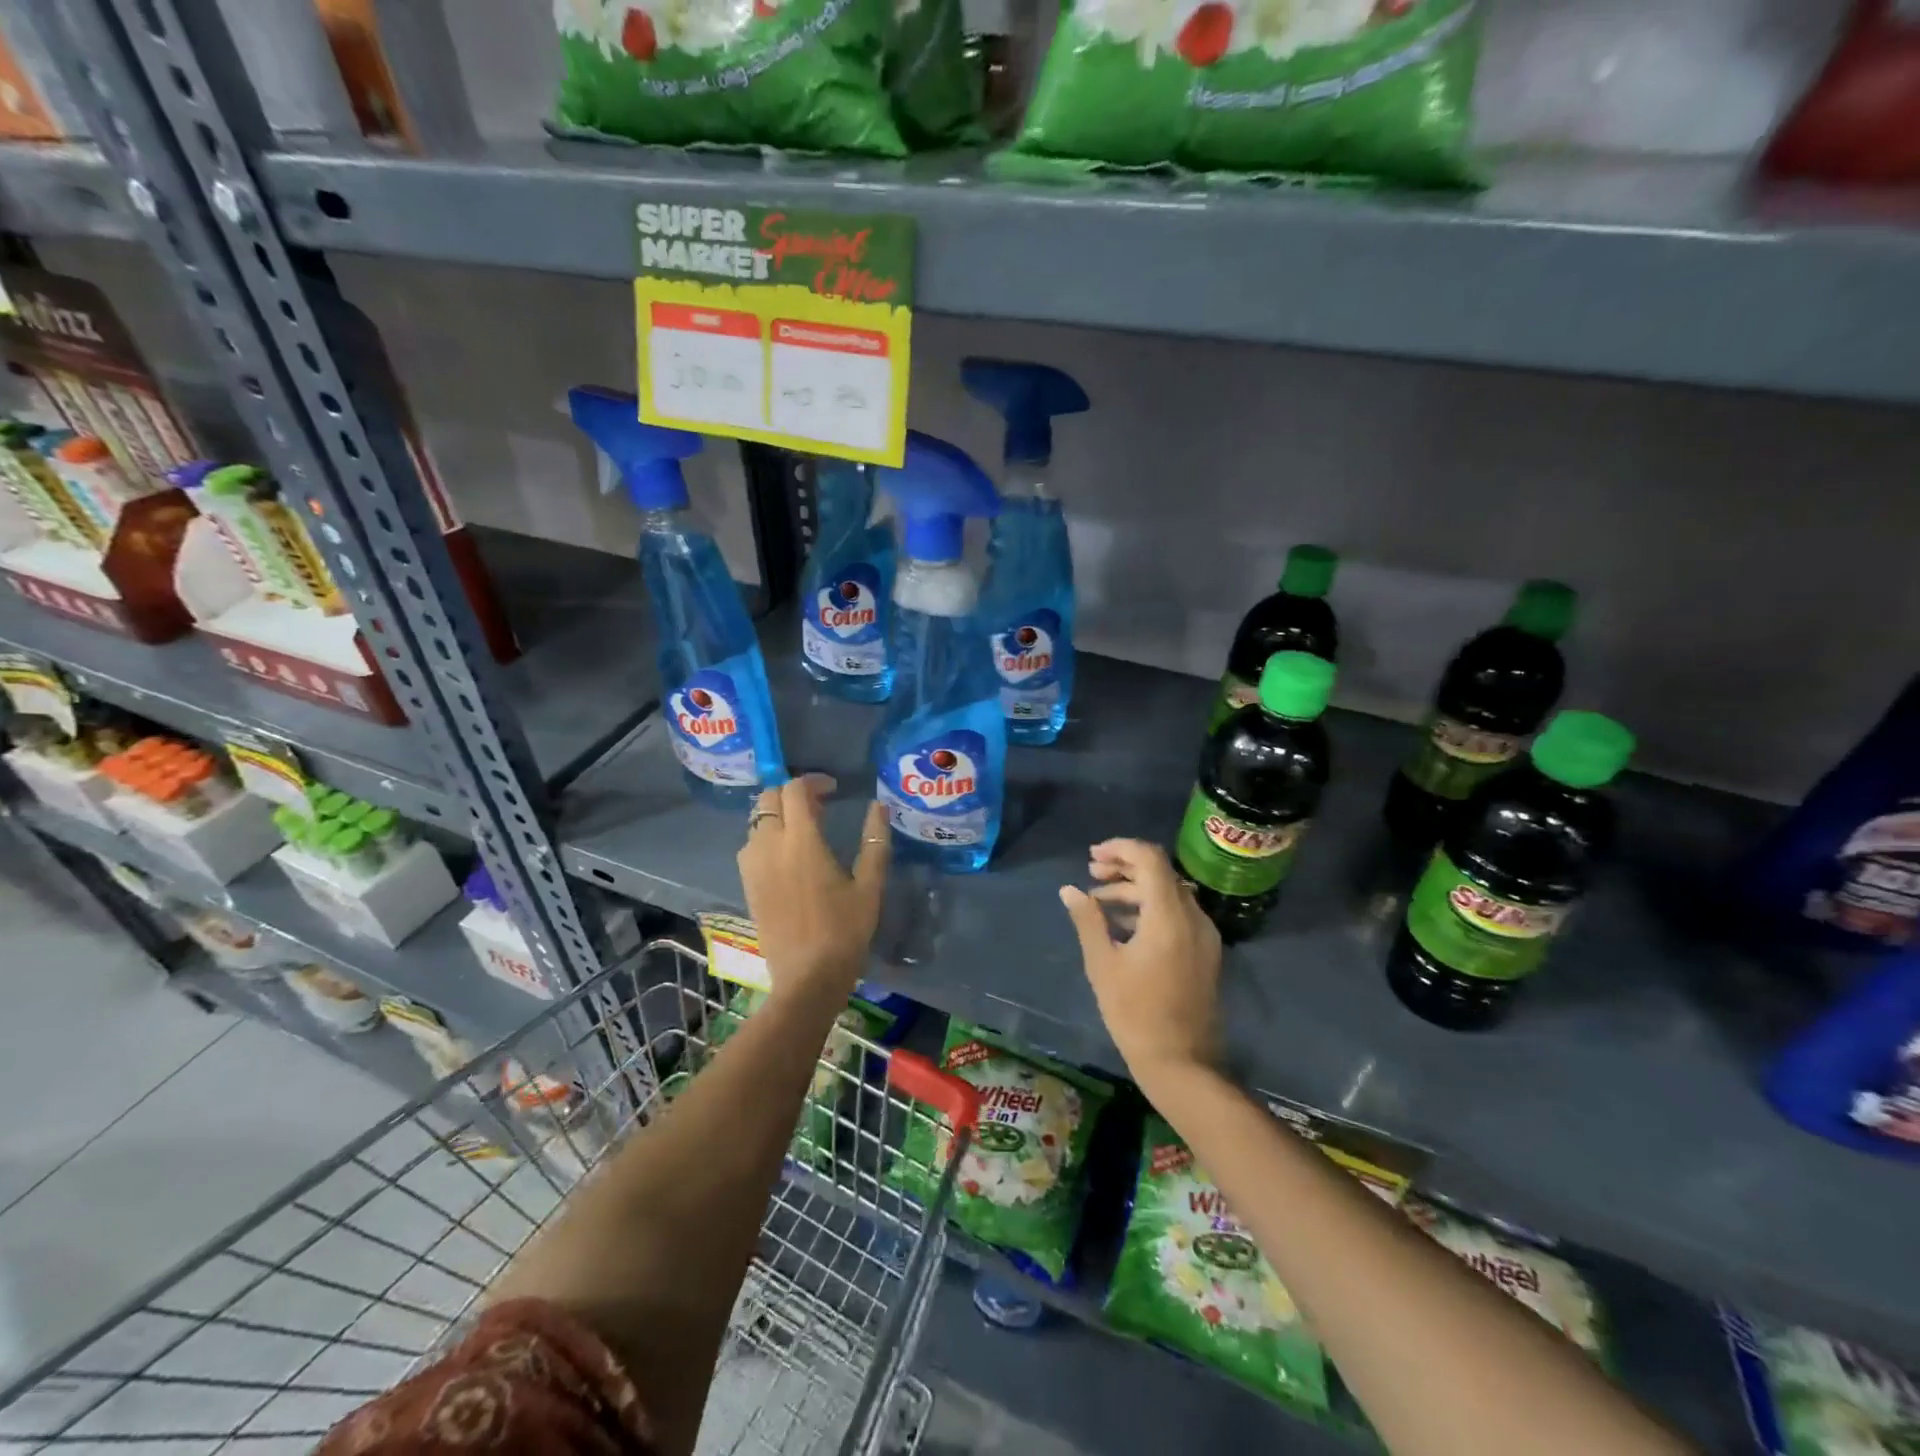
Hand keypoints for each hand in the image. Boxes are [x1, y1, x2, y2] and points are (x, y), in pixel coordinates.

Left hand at [738, 775, 889, 1004]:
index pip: (795, 790)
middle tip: (820, 806)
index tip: (834, 789)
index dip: (813, 781)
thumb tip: (879, 807)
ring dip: (778, 814)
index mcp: (801, 841)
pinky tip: (788, 855)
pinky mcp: (747, 885)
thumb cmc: (844, 931)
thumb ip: (875, 841)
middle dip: (793, 793)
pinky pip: (750, 845)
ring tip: (805, 829)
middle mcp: (770, 846)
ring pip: (757, 821)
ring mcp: (753, 866)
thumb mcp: (869, 886)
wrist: (807, 978)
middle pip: (770, 798)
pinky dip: (767, 836)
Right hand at [1059, 839, 1221, 1091]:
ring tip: (1098, 901)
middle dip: (1124, 868)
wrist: (1181, 1063)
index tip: (1092, 857)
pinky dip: (1150, 908)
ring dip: (1134, 889)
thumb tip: (1069, 889)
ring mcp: (1203, 935)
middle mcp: (1193, 917)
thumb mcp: (1102, 964)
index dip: (1120, 849)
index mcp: (1169, 915)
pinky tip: (1122, 924)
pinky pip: (1177, 914)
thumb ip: (1087, 920)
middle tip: (1091, 874)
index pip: (1150, 859)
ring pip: (1169, 893)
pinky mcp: (1204, 951)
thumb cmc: (1135, 1013)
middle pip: (1160, 872)